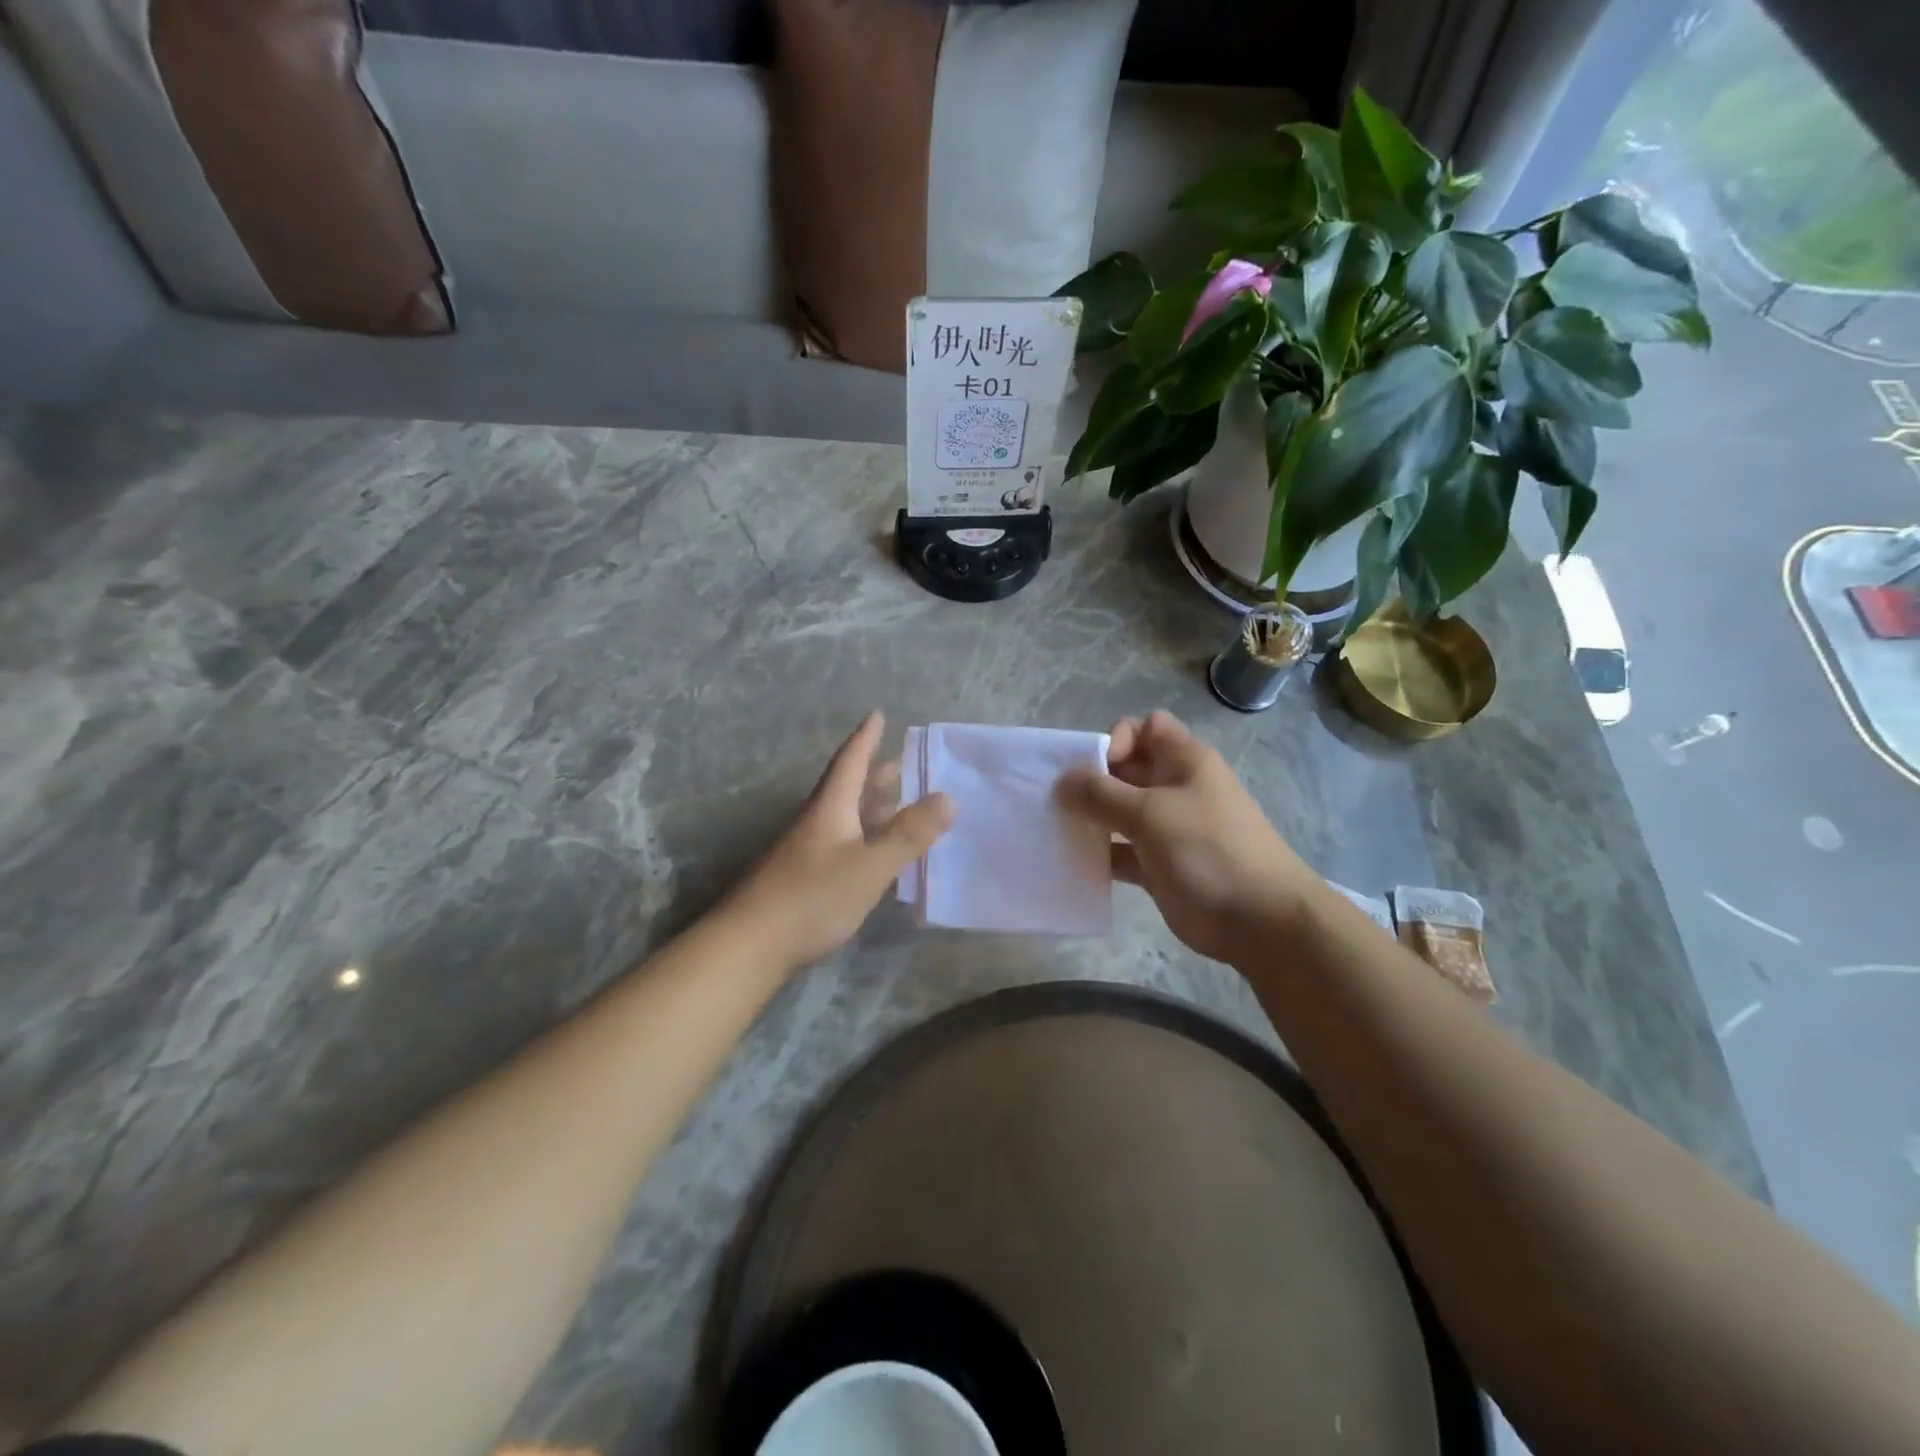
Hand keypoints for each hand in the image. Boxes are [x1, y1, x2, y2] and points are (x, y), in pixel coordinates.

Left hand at [725, 712, 952, 969]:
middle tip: (899, 761)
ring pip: (845, 818)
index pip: (850, 762)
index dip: (865, 738)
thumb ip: (908, 834)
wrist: (750, 945)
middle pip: (847, 789)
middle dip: (873, 774)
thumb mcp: (869, 865)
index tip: (876, 714)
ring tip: (895, 802)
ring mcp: (806, 852)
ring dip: (870, 806)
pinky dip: (864, 837)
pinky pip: (842, 843)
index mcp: (830, 809)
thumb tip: (948, 797)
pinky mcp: (803, 879)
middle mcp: (816, 823)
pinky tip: (875, 853)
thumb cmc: (812, 897)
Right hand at [1058, 710, 1319, 964]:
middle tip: (1055, 801)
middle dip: (1091, 779)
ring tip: (1055, 829)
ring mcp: (1167, 828)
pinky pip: (1121, 851)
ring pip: (1119, 812)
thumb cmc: (1208, 850)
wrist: (1259, 920)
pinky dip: (1099, 854)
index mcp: (1184, 761)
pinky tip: (1072, 862)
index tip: (1097, 769)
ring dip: (1090, 818)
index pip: (1145, 728)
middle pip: (1125, 770)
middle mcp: (1175, 788)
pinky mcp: (1159, 865)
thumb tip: (1063, 780)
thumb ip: (1101, 794)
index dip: (1118, 740)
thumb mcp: (1151, 813)